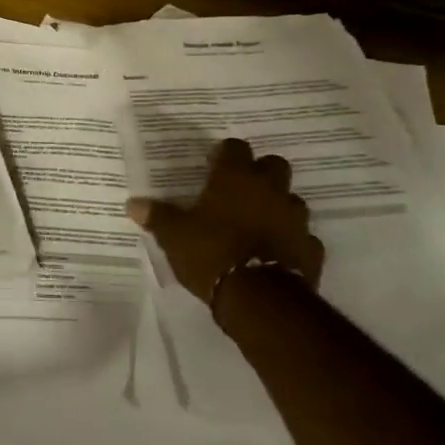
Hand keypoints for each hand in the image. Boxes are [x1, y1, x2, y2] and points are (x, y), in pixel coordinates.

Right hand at [126, 139, 324, 304]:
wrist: (259, 298)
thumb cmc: (211, 253)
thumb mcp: (173, 235)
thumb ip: (156, 216)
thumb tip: (133, 204)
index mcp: (235, 178)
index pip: (235, 147)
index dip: (225, 154)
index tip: (213, 166)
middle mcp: (269, 190)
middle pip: (274, 165)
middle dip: (261, 174)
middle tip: (240, 191)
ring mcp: (295, 219)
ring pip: (291, 201)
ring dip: (277, 207)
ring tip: (258, 224)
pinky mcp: (310, 249)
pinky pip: (302, 238)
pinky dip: (290, 242)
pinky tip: (275, 254)